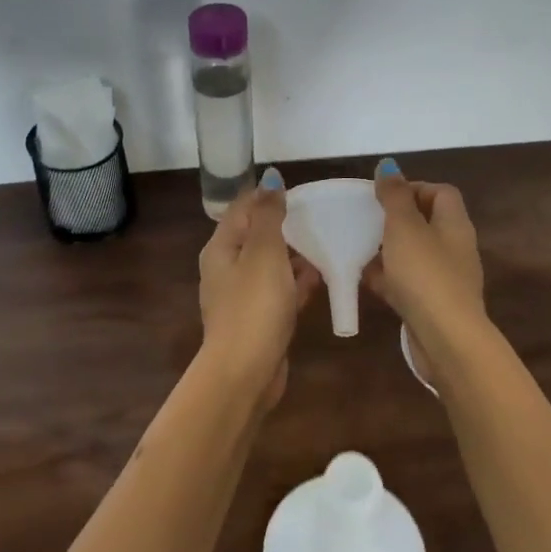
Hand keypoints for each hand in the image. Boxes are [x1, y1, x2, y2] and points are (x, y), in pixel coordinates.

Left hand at [198, 169, 320, 407]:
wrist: (245, 372)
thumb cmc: (254, 305)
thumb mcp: (263, 252)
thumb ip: (268, 215)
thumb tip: (271, 179)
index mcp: (222, 248)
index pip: (242, 208)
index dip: (269, 196)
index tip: (302, 192)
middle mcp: (227, 269)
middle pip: (257, 236)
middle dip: (286, 226)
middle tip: (321, 216)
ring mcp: (242, 297)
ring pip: (271, 265)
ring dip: (295, 255)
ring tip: (328, 242)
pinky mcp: (259, 320)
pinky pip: (280, 292)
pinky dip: (297, 283)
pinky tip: (322, 278)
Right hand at [364, 158, 484, 382]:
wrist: (446, 339)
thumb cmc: (425, 274)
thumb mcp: (405, 228)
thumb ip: (394, 196)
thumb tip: (388, 165)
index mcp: (454, 224)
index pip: (441, 192)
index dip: (413, 187)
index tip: (382, 195)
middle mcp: (454, 247)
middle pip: (426, 223)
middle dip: (395, 220)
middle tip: (366, 221)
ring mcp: (445, 278)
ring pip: (413, 254)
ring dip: (388, 250)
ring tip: (358, 248)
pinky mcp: (432, 304)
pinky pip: (407, 282)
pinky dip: (387, 278)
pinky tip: (363, 279)